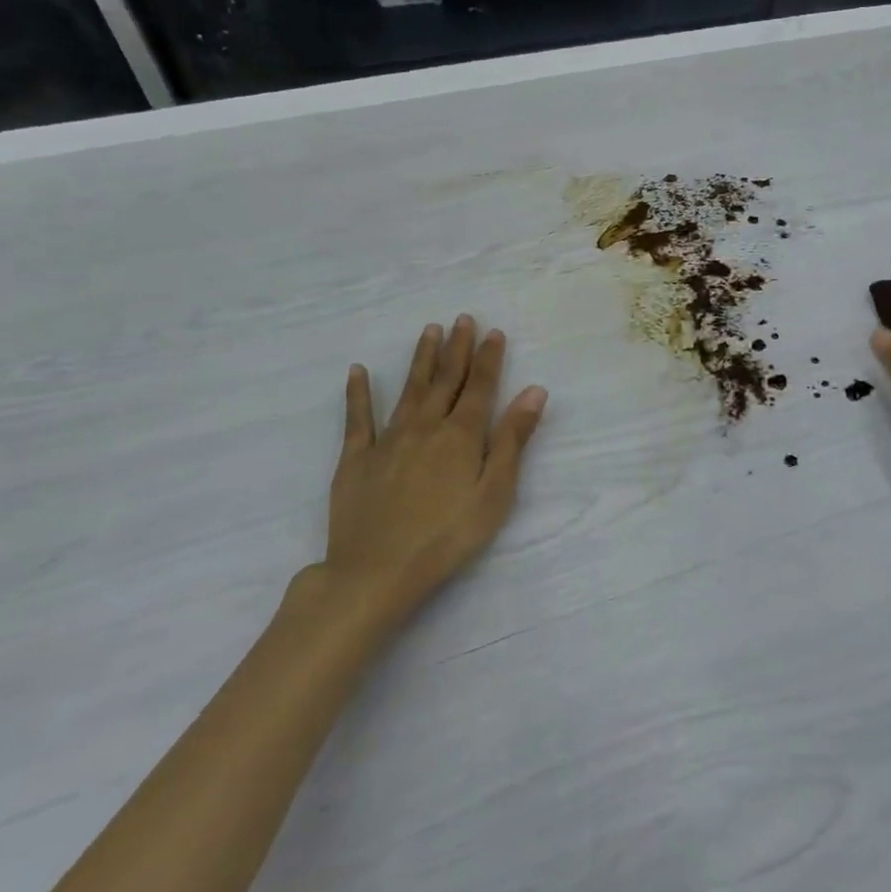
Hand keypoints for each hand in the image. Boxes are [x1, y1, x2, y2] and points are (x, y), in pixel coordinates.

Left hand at [318, 316, 547, 638]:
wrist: (376, 572)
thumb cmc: (448, 536)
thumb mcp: (495, 491)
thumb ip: (513, 439)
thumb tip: (534, 391)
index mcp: (461, 435)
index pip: (480, 387)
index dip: (489, 358)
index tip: (494, 331)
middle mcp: (426, 427)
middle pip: (445, 380)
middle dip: (457, 348)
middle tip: (463, 319)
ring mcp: (388, 440)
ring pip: (409, 389)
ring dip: (421, 359)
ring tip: (429, 331)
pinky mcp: (356, 459)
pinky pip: (358, 419)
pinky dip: (358, 393)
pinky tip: (358, 372)